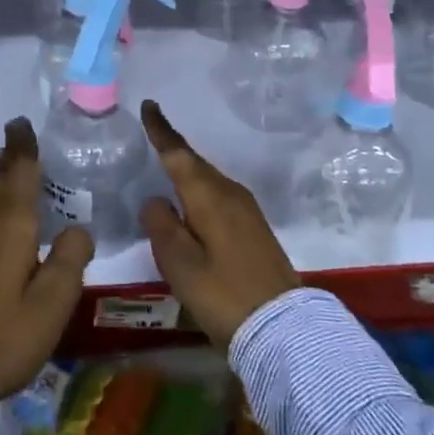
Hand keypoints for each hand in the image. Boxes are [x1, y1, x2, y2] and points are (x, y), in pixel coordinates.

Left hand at [0, 117, 94, 396]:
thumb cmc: (5, 337)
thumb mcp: (52, 303)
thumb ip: (70, 259)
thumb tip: (77, 228)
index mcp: (10, 229)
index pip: (19, 176)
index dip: (23, 149)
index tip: (21, 123)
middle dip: (8, 160)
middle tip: (15, 138)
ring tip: (6, 169)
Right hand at [138, 99, 298, 347]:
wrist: (283, 328)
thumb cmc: (224, 295)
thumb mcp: (181, 264)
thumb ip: (162, 226)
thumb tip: (155, 200)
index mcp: (210, 197)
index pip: (179, 155)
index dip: (162, 131)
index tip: (150, 106)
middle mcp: (230, 195)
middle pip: (196, 164)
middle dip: (174, 148)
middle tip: (153, 132)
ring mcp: (247, 211)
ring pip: (209, 180)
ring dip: (188, 170)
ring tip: (167, 165)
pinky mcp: (254, 229)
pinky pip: (219, 195)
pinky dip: (201, 190)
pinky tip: (193, 202)